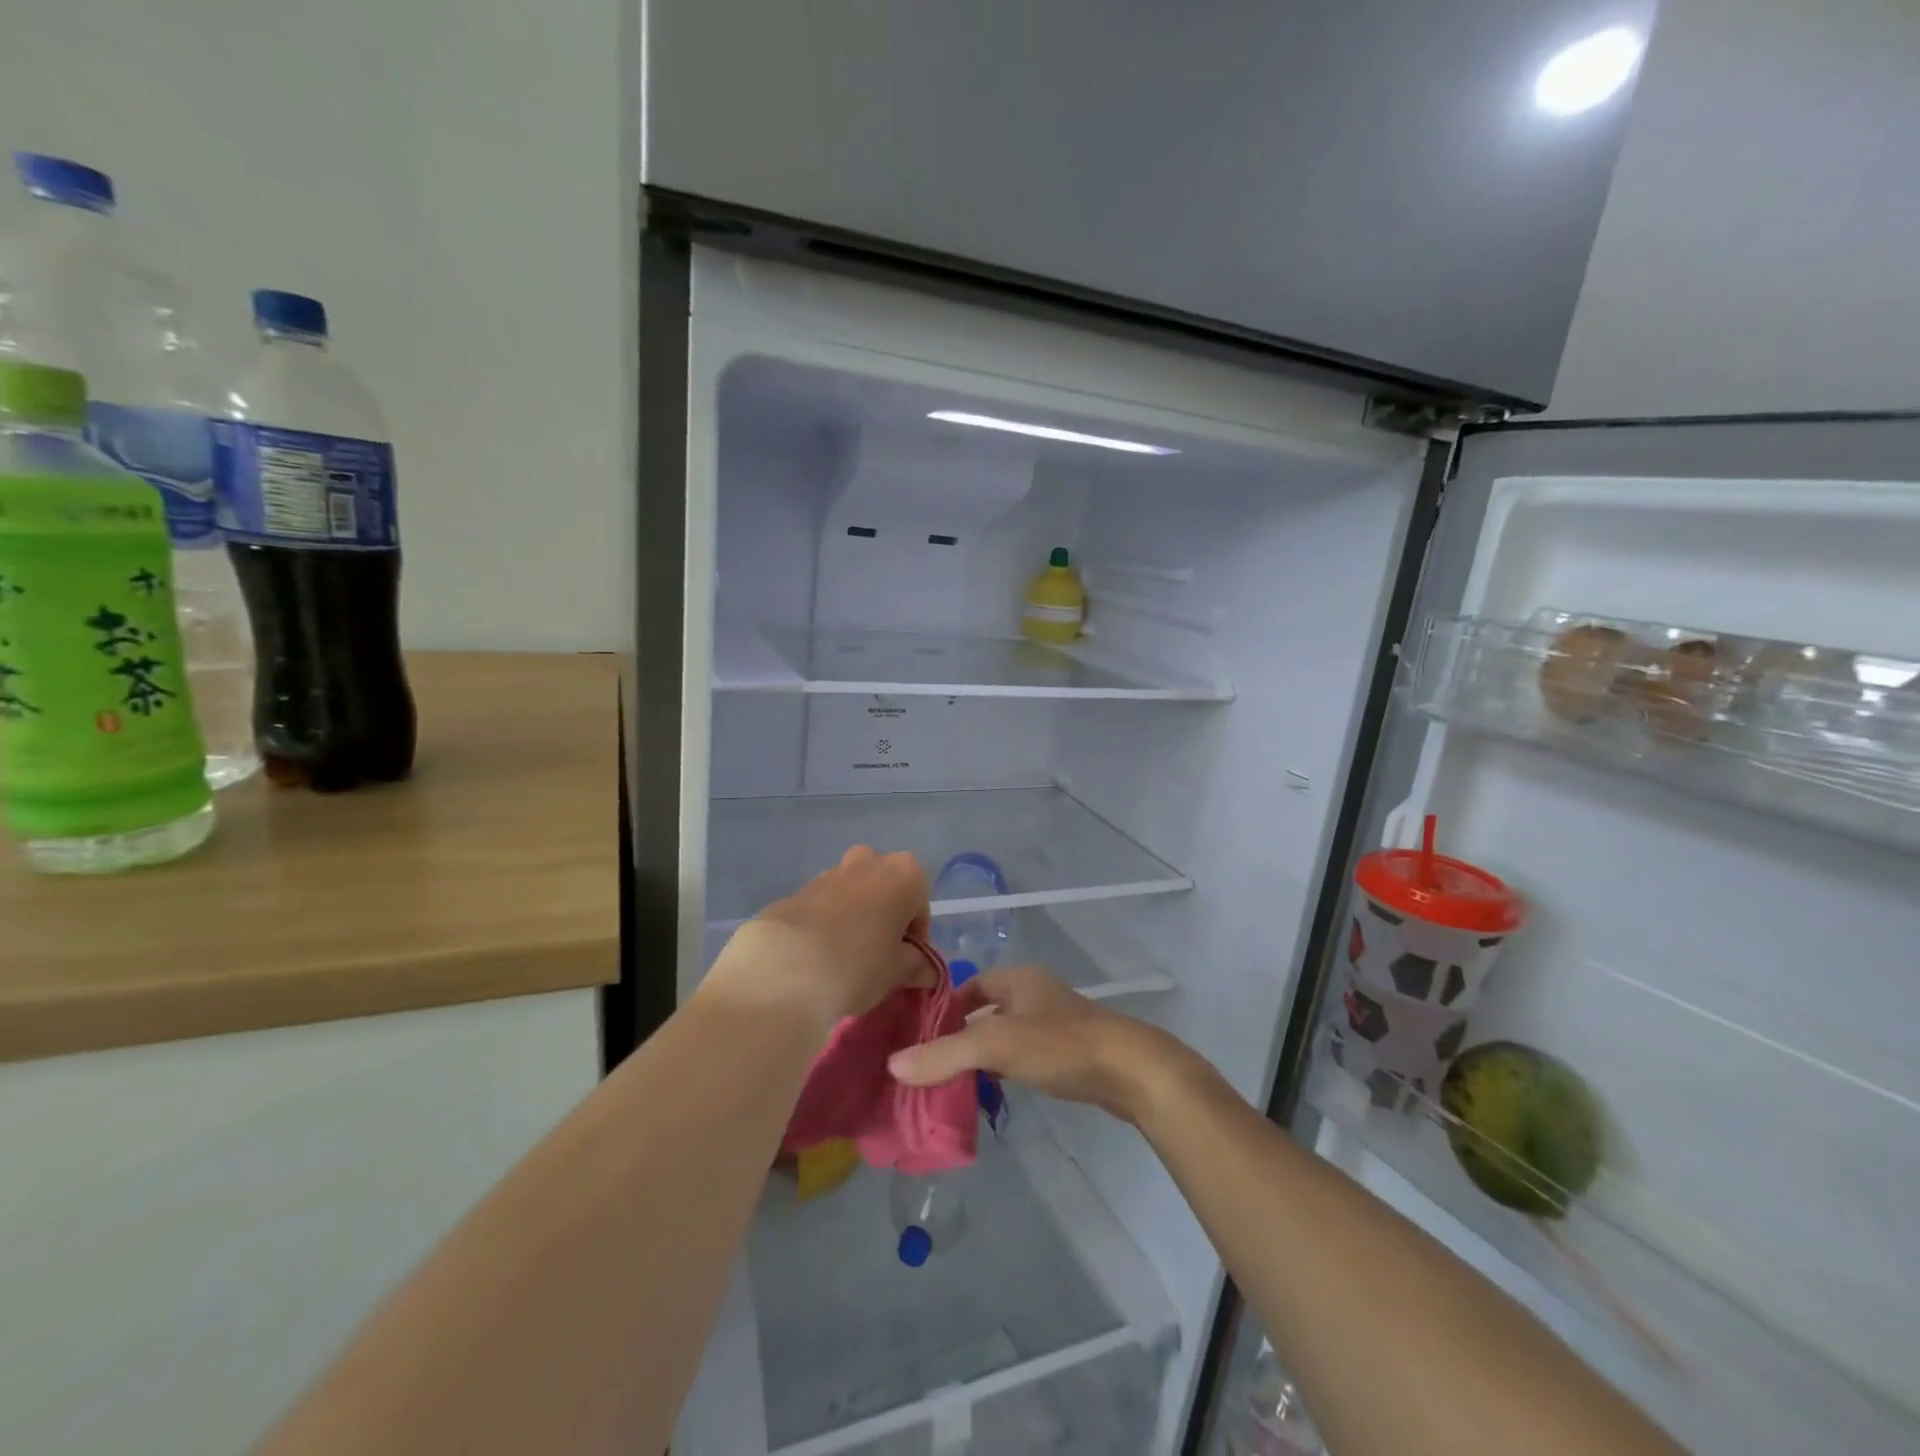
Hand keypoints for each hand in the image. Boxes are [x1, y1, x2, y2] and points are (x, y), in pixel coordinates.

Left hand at [704, 846, 930, 1031]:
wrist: (785, 969)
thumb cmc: (859, 965)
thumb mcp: (898, 972)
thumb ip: (916, 965)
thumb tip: (926, 970)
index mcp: (903, 873)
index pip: (920, 905)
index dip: (915, 936)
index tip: (905, 963)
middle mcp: (868, 862)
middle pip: (885, 888)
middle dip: (884, 916)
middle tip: (877, 956)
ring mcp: (828, 873)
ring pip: (851, 893)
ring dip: (853, 917)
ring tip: (843, 959)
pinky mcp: (795, 891)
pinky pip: (821, 906)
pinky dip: (825, 924)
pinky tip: (816, 957)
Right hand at [887, 965, 1193, 1124]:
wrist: (1131, 1070)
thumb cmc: (1060, 1045)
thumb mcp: (997, 1046)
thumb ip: (946, 1054)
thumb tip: (893, 1064)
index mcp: (1019, 979)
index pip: (971, 984)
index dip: (945, 1005)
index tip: (919, 1033)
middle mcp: (1036, 994)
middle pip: (987, 1010)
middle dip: (961, 1034)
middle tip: (930, 1063)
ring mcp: (1055, 1023)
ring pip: (1007, 1035)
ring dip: (983, 1055)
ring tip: (954, 1082)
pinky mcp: (1069, 1052)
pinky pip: (1026, 1055)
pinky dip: (1007, 1069)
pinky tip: (995, 1091)